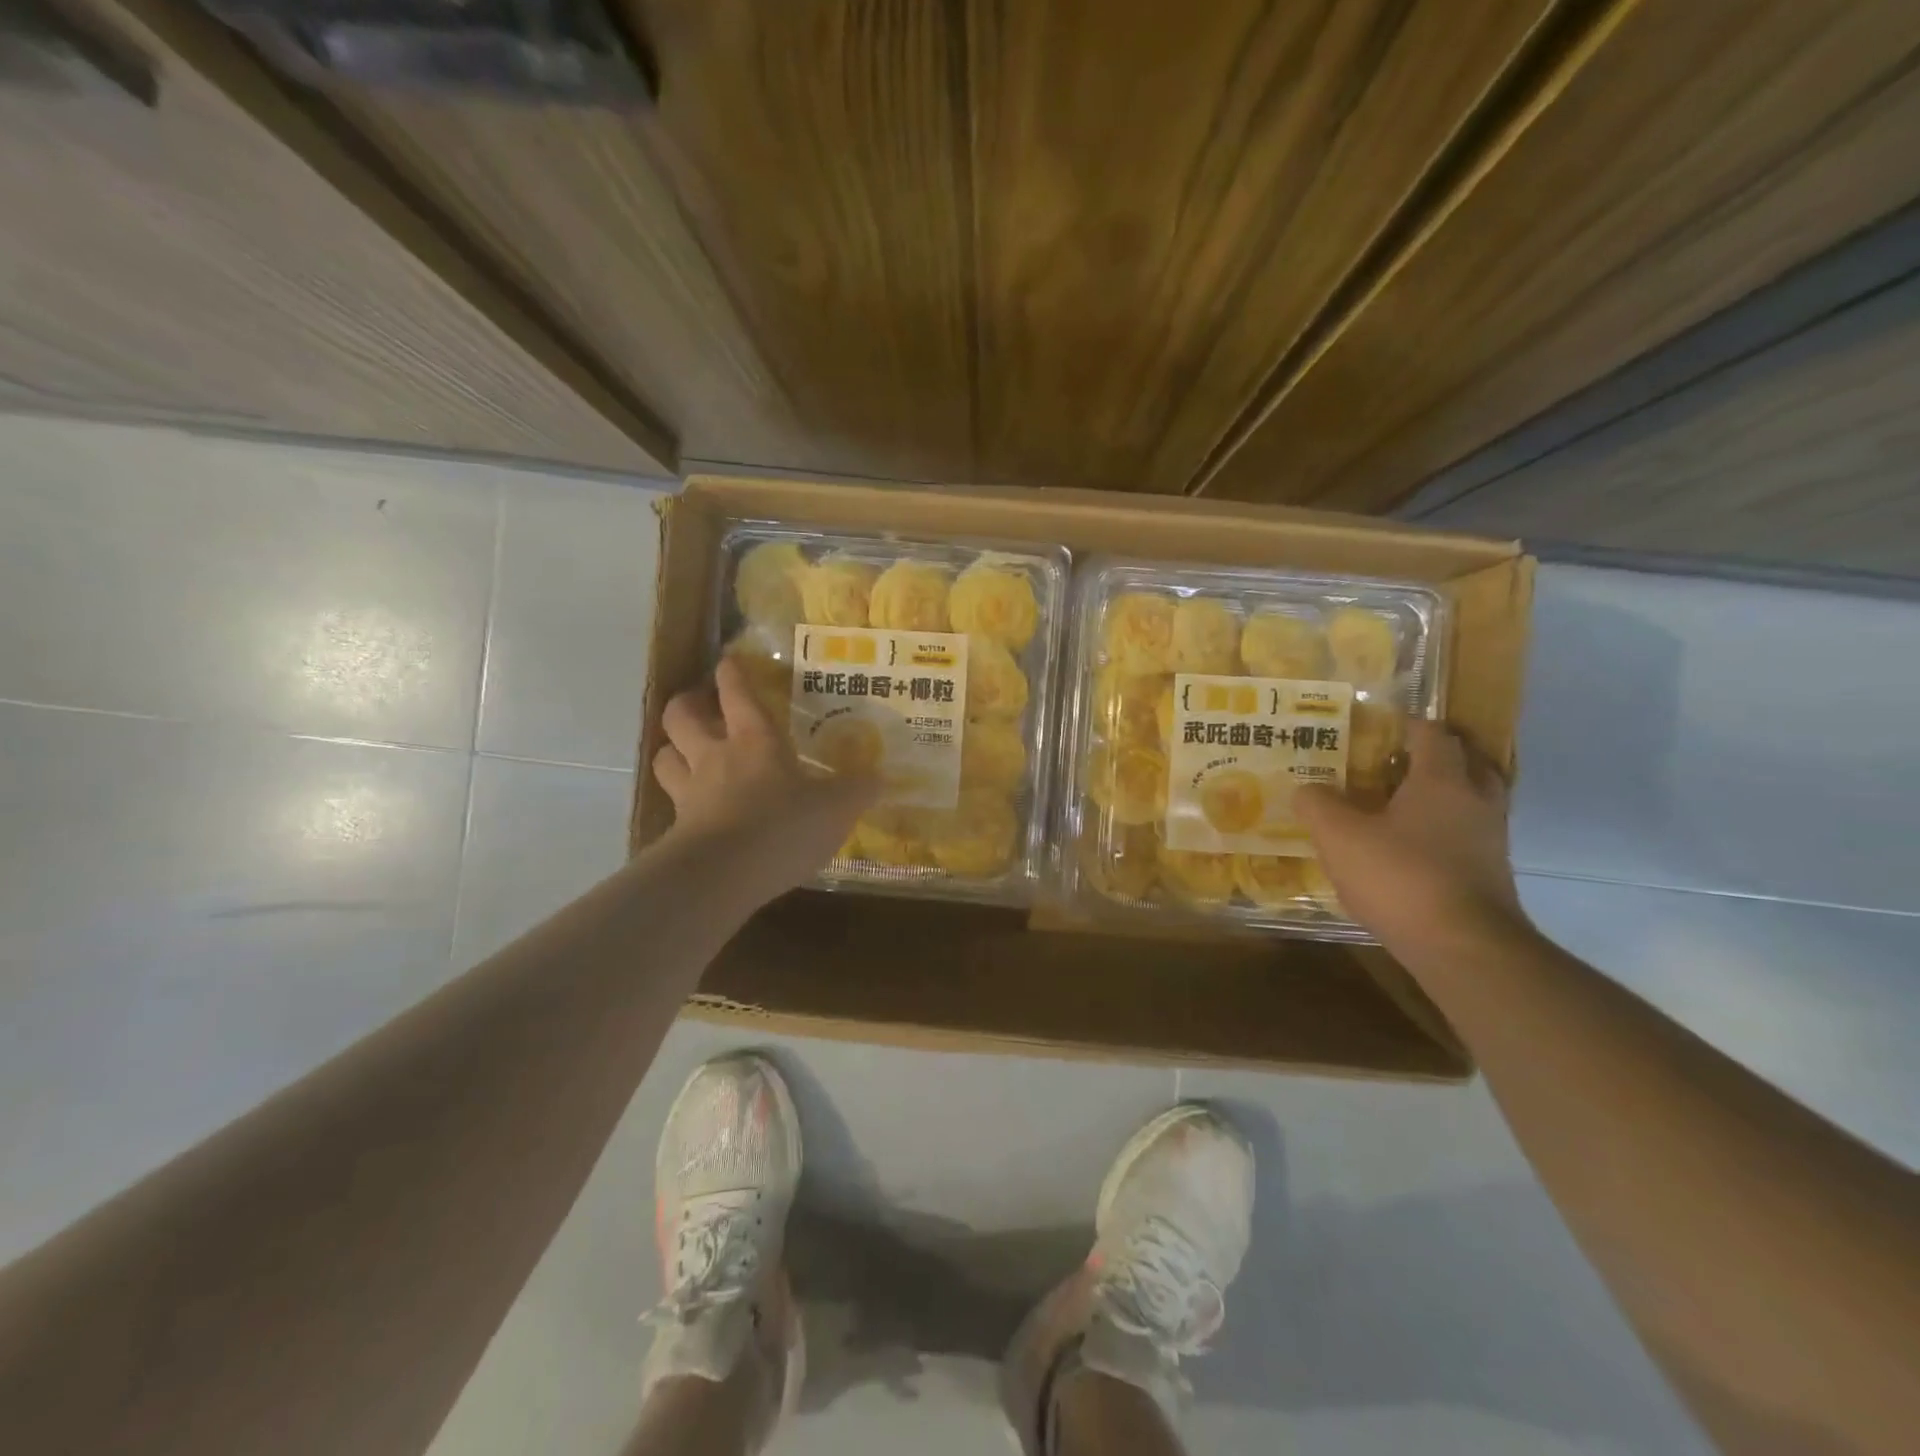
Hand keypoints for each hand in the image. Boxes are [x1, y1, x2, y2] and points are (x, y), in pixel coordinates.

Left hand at [653, 657, 878, 901]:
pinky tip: (691, 809)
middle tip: (700, 705)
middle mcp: (715, 756)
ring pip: (664, 755)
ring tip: (685, 752)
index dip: (731, 673)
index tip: (729, 662)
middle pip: (681, 715)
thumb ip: (857, 790)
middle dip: (687, 703)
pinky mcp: (677, 829)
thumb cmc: (784, 826)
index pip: (737, 692)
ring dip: (672, 749)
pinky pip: (668, 804)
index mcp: (755, 740)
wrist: (725, 875)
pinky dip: (676, 799)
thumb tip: (880, 778)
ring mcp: (690, 792)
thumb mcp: (837, 808)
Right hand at [1295, 719, 1528, 955]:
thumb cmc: (1400, 877)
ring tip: (1405, 802)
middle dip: (1440, 755)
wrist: (1463, 947)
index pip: (1433, 735)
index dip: (1409, 724)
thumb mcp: (1339, 837)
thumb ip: (1318, 805)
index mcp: (1442, 781)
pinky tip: (1413, 847)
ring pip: (1474, 801)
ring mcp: (1489, 841)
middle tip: (1400, 759)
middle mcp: (1475, 802)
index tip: (1384, 723)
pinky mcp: (1490, 876)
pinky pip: (1469, 836)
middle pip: (1469, 762)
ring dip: (1447, 794)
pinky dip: (1446, 830)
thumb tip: (1307, 789)